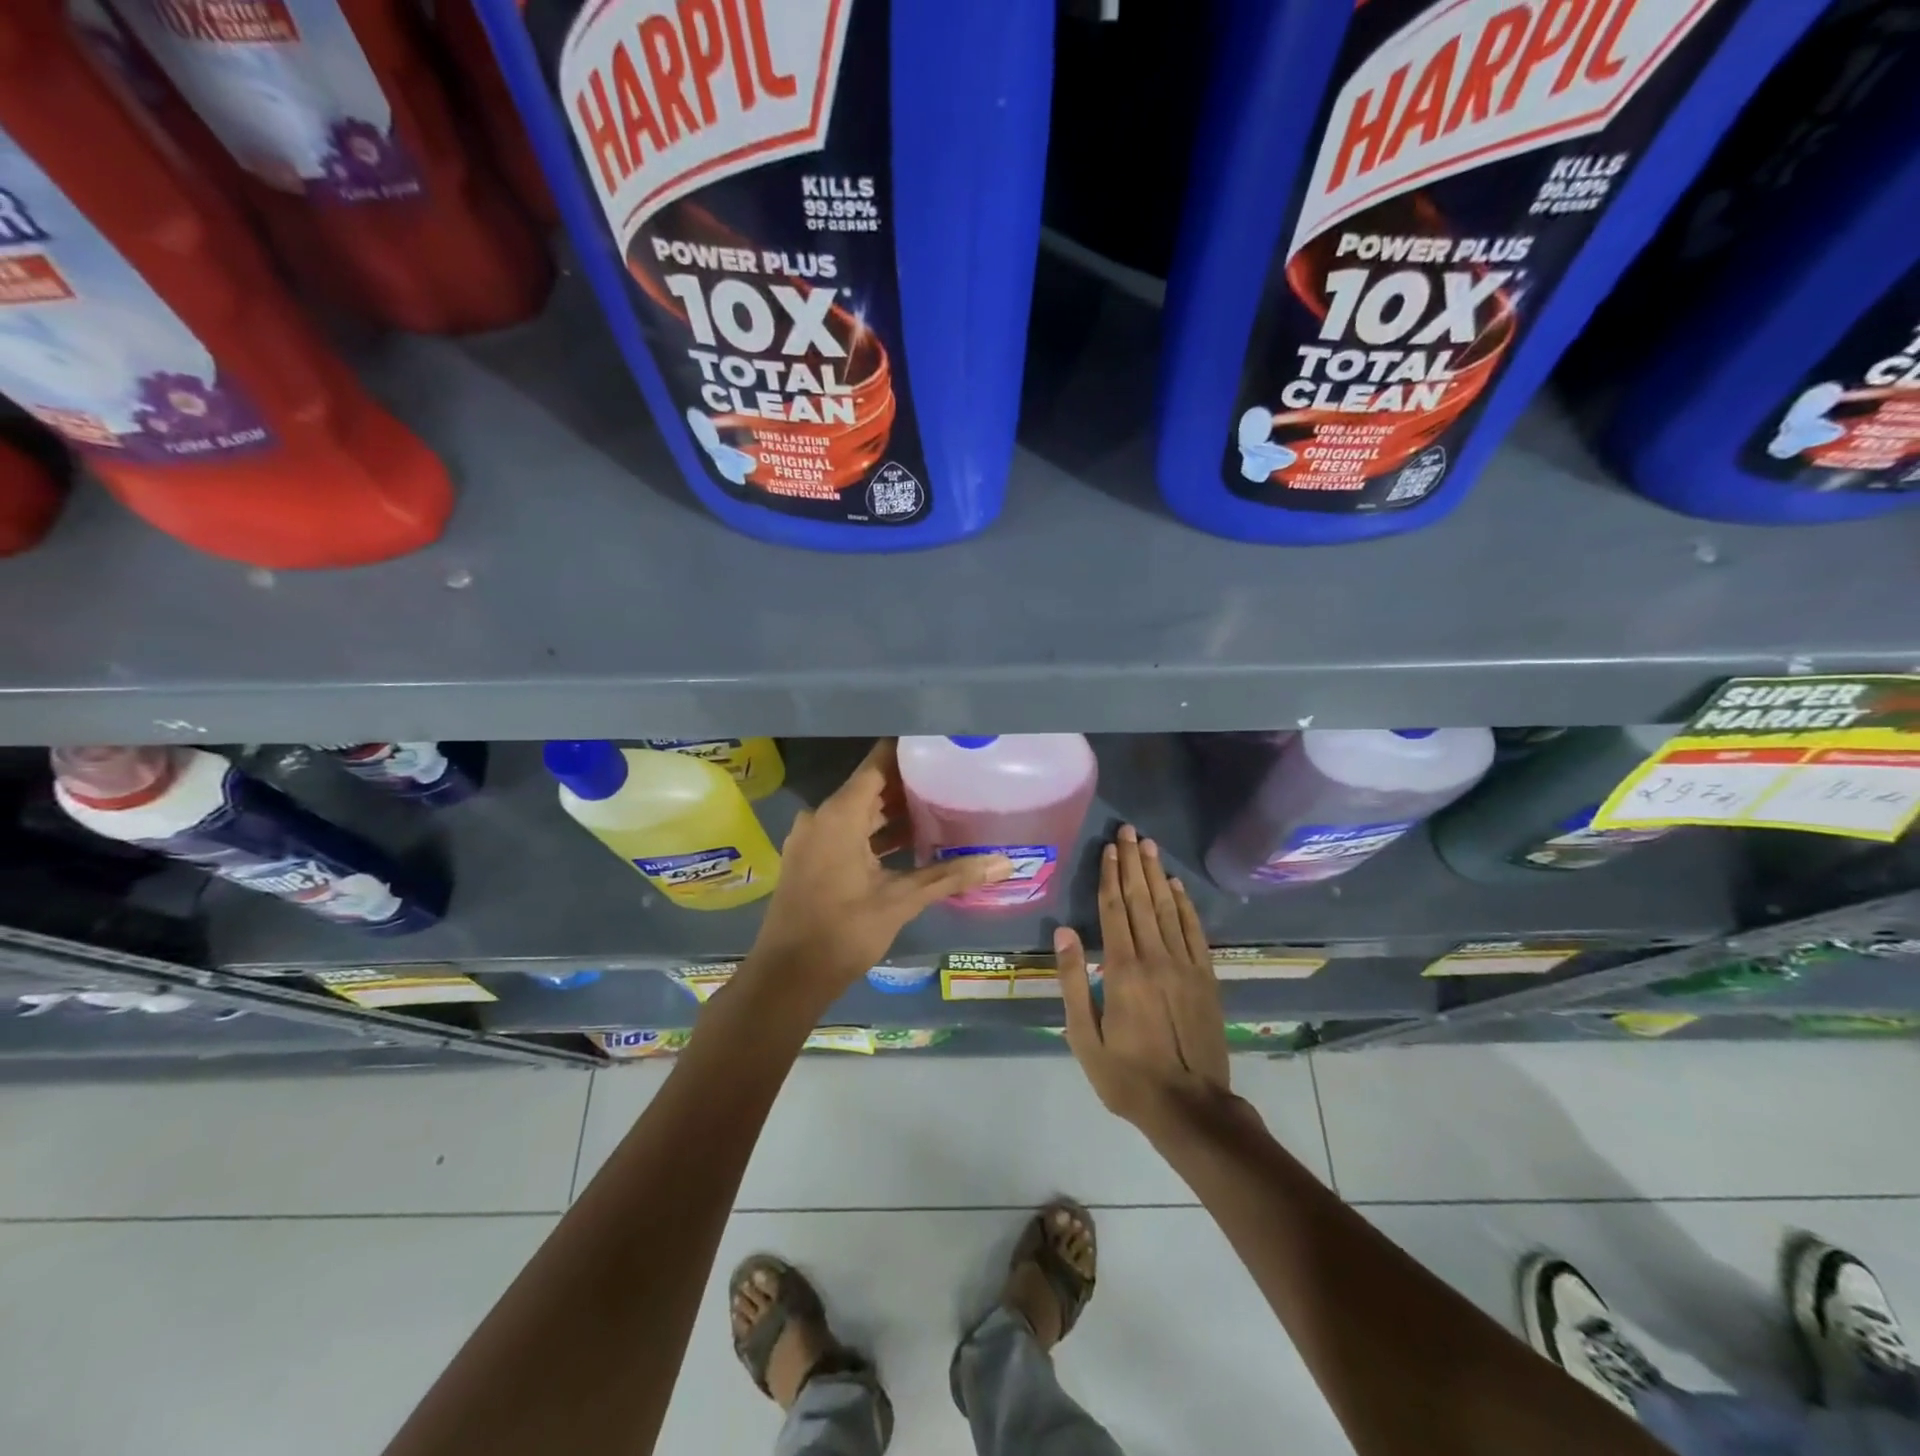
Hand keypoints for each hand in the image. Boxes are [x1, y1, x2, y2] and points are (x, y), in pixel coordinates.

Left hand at [746, 739, 1011, 1001]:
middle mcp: (821, 816)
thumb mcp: (901, 901)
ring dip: (894, 812)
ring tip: (940, 808)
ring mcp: (812, 838)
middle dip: (909, 784)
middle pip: (870, 787)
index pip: (878, 763)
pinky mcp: (810, 858)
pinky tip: (911, 843)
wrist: (788, 977)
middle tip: (952, 778)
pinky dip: (876, 833)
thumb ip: (951, 876)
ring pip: (859, 812)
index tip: (941, 744)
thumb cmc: (843, 932)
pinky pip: (847, 832)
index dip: (909, 751)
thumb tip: (1004, 863)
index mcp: (840, 814)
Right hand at [1057, 824, 1229, 1127]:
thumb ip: (1073, 982)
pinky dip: (1186, 905)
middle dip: (1133, 863)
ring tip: (1149, 845)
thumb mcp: (1084, 1037)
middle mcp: (1155, 958)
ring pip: (1168, 909)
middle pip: (1142, 900)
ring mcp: (1185, 966)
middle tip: (1129, 831)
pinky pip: (1195, 932)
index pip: (1114, 910)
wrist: (1190, 1107)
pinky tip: (1177, 886)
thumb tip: (1063, 932)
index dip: (1110, 876)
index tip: (1108, 847)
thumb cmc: (1126, 1076)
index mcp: (1122, 971)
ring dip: (1157, 875)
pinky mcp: (1206, 978)